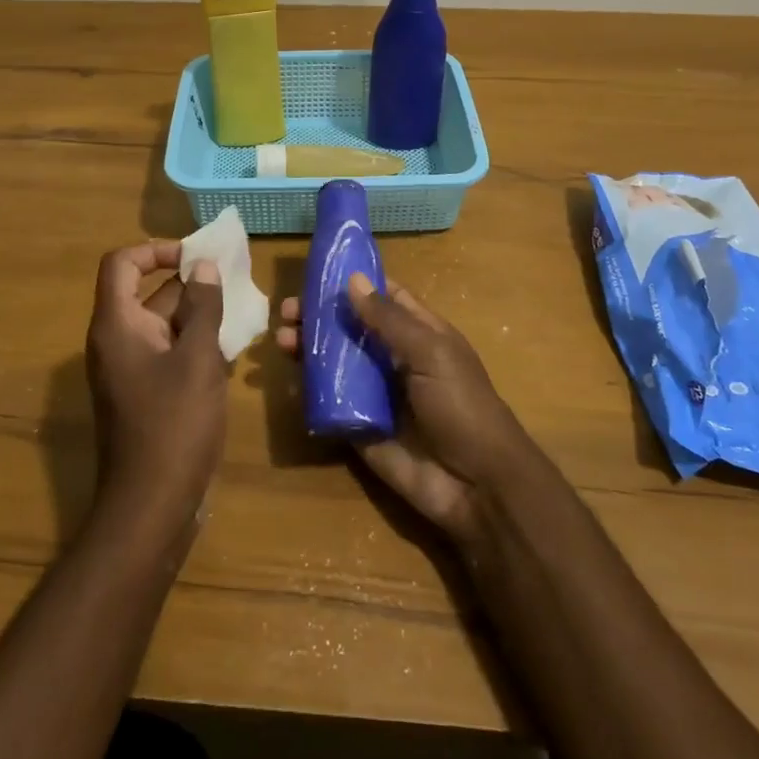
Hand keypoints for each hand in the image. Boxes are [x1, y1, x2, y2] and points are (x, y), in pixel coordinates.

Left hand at [86, 241, 227, 525]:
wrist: (151, 506)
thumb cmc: (174, 424)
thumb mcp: (198, 359)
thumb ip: (203, 307)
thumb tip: (204, 266)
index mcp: (117, 325)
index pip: (122, 263)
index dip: (156, 250)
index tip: (196, 257)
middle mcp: (116, 342)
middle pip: (146, 293)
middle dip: (189, 283)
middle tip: (234, 282)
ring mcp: (128, 370)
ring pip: (162, 325)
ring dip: (197, 315)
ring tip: (240, 312)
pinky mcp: (144, 394)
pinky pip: (167, 353)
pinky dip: (194, 344)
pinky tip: (231, 351)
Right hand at [277, 274, 534, 538]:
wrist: (476, 486)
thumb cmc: (462, 406)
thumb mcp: (431, 353)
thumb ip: (389, 319)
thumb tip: (352, 280)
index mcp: (419, 334)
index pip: (383, 298)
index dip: (353, 283)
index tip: (316, 272)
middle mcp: (393, 359)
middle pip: (350, 329)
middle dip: (319, 317)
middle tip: (287, 312)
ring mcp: (375, 394)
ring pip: (334, 363)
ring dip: (308, 349)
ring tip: (282, 340)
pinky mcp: (358, 428)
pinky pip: (328, 404)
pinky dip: (307, 391)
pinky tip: (289, 382)